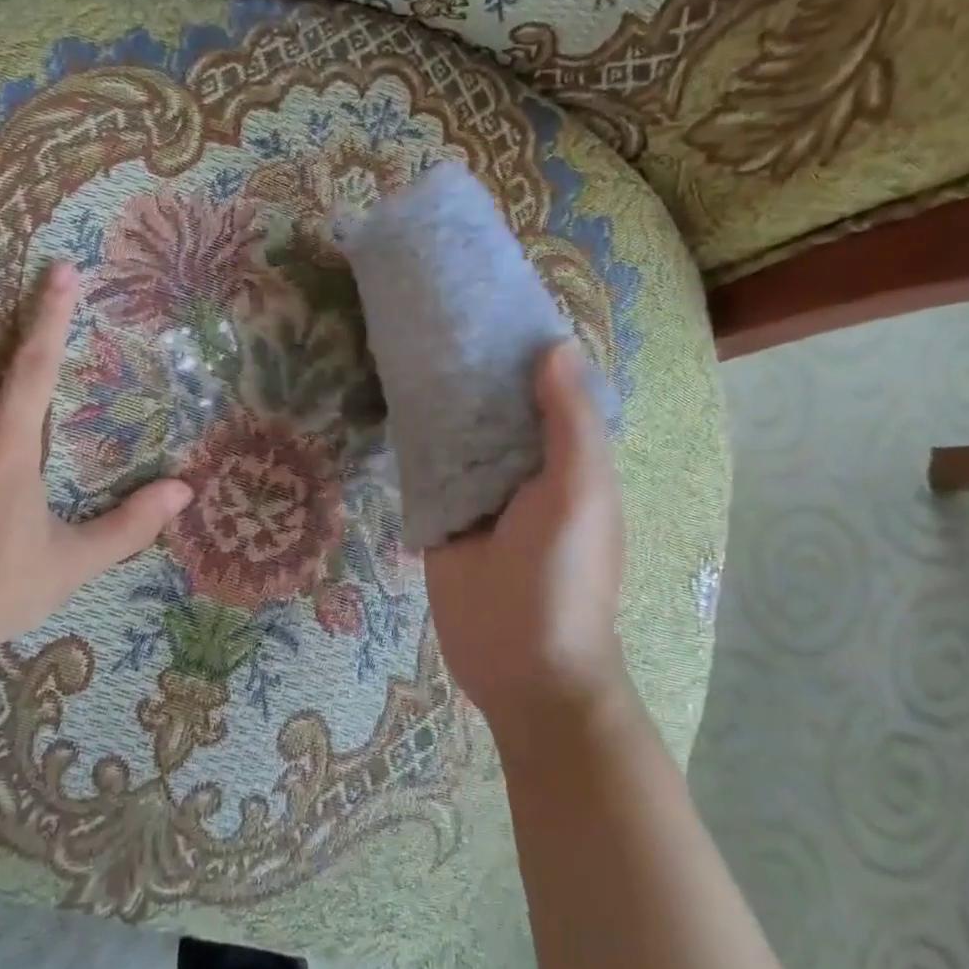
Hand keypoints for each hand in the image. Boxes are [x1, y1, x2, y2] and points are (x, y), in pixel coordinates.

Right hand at [423, 342, 630, 745]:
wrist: (521, 666)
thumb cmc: (564, 576)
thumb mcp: (580, 493)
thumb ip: (569, 423)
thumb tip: (556, 345)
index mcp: (566, 456)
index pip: (545, 388)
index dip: (523, 347)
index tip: (487, 302)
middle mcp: (523, 466)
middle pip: (495, 405)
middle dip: (472, 366)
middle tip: (431, 314)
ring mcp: (478, 490)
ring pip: (457, 431)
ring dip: (439, 398)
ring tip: (405, 342)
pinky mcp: (440, 513)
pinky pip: (426, 466)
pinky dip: (413, 436)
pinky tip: (388, 399)